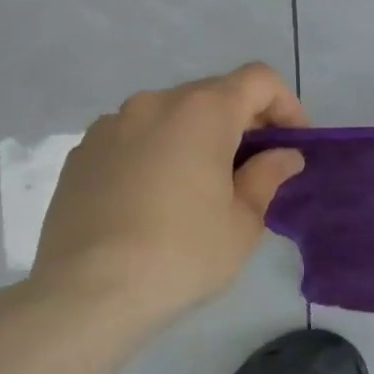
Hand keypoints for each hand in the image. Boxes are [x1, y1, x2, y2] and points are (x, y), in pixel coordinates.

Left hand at [31, 64, 307, 327]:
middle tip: (256, 169)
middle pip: (213, 94)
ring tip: (203, 186)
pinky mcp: (81, 154)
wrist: (88, 292)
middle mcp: (154, 104)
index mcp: (202, 112)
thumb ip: (268, 176)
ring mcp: (111, 126)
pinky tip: (157, 200)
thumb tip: (284, 155)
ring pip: (171, 116)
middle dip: (243, 123)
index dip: (286, 106)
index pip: (259, 80)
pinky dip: (159, 153)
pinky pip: (135, 138)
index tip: (292, 145)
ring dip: (198, 138)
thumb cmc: (183, 253)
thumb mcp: (243, 221)